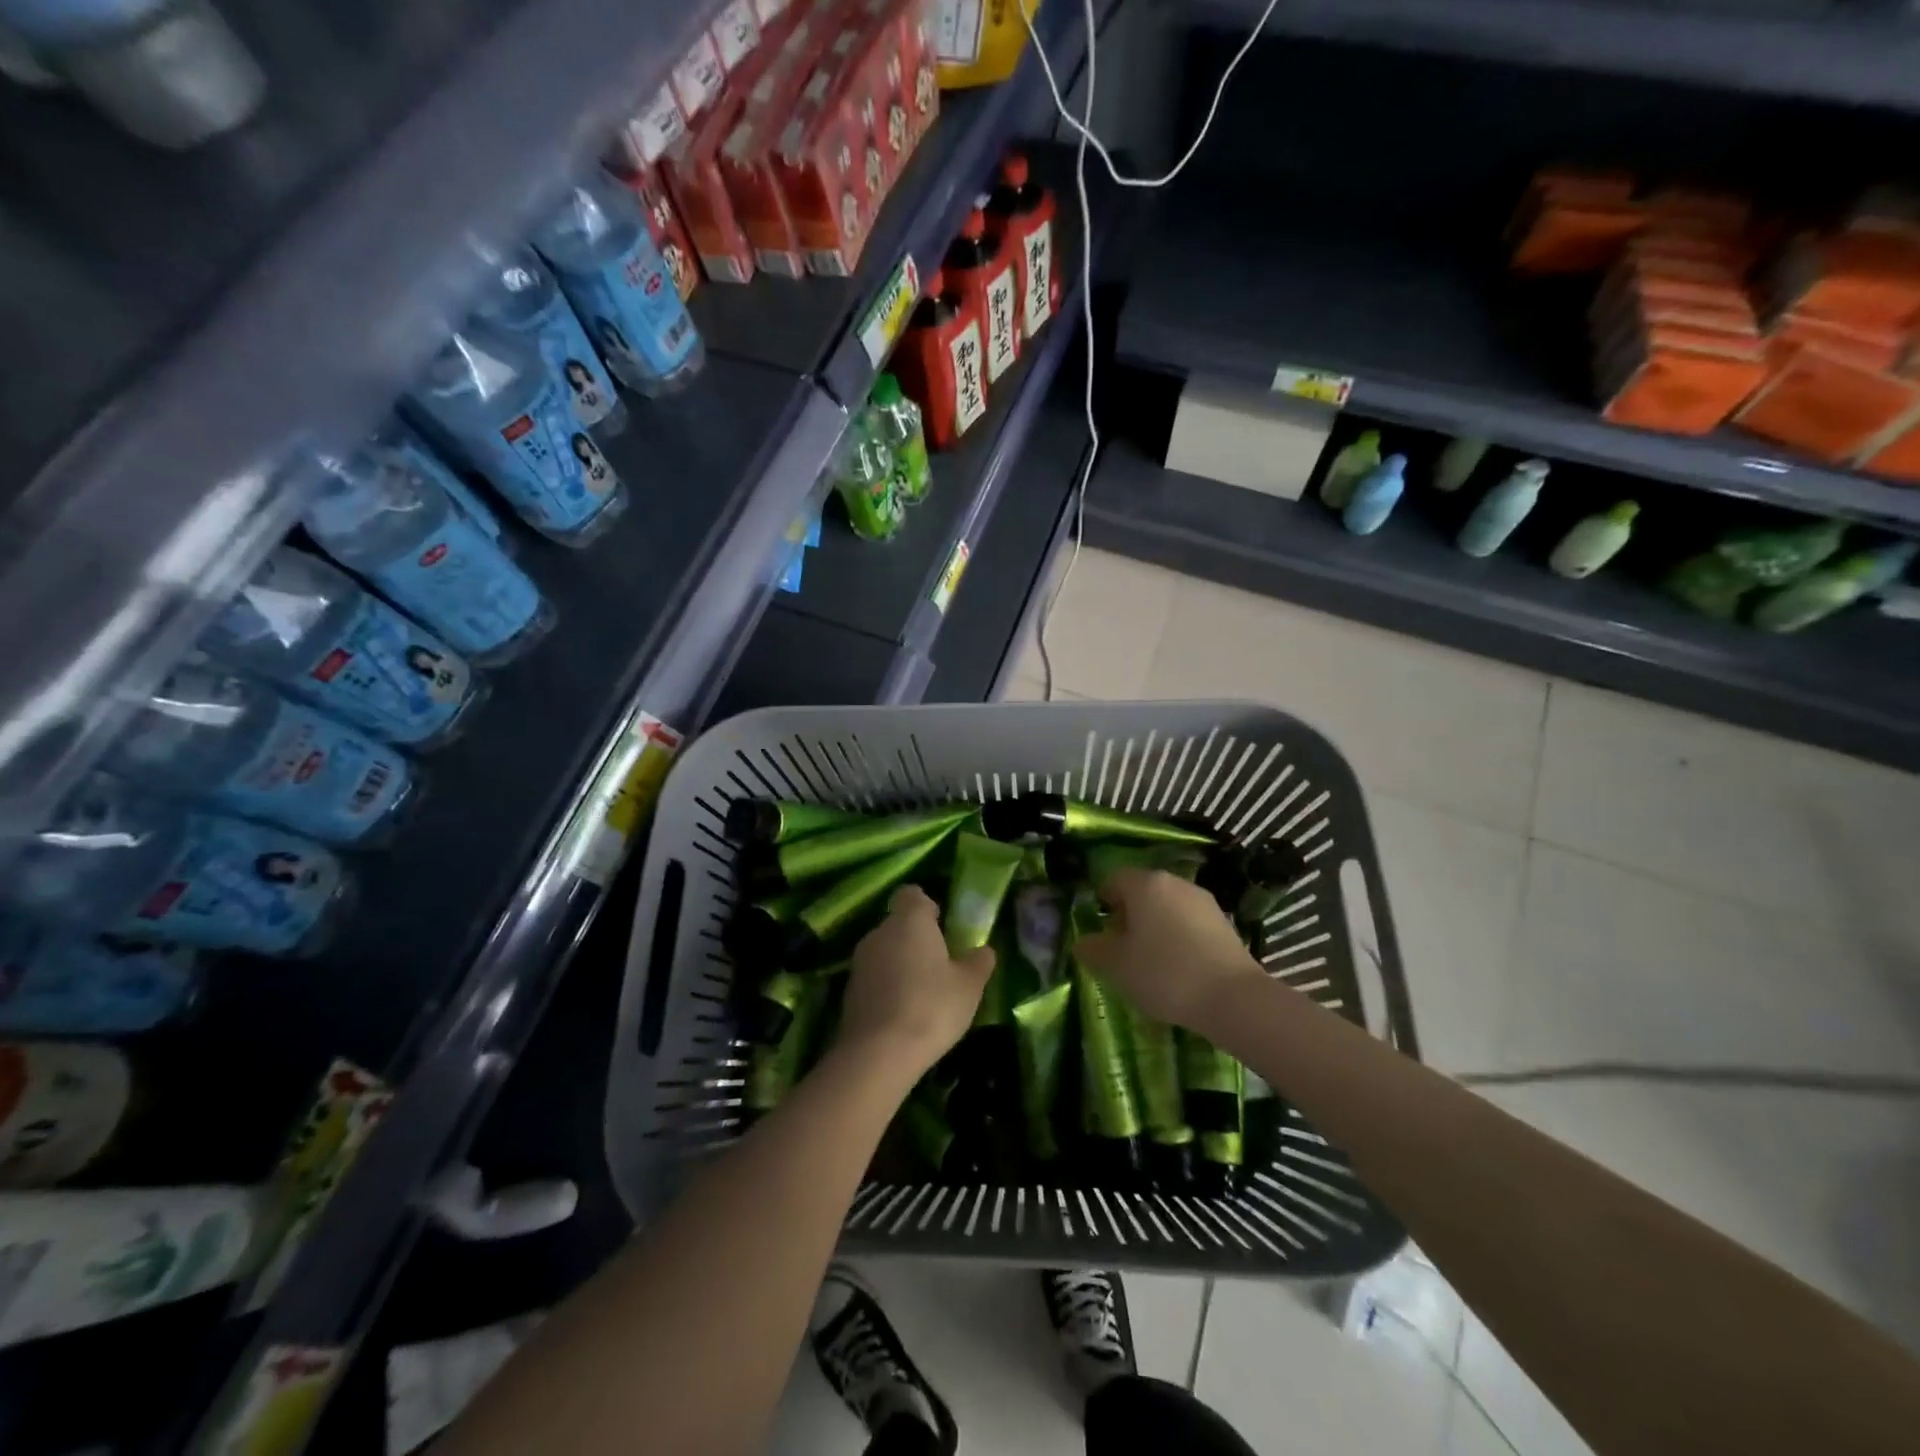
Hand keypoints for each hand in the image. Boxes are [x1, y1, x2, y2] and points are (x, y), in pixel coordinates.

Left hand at [838, 885, 993, 1077]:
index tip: (942, 926)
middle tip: (940, 964)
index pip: (912, 894)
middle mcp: (880, 932)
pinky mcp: (849, 989)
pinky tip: (903, 1012)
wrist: (878, 1053)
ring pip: (885, 950)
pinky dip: (887, 986)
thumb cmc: (931, 1007)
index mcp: (910, 920)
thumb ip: (979, 962)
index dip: (927, 906)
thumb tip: (983, 950)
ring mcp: (860, 960)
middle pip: (898, 923)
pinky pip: (874, 977)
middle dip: (916, 938)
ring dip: (900, 963)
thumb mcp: (970, 986)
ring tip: (923, 992)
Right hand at [1075, 868, 1267, 1032]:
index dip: (1102, 903)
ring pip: (1167, 908)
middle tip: (1121, 950)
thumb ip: (1092, 949)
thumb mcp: (1115, 965)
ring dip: (1154, 928)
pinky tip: (1179, 970)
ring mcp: (1203, 902)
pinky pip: (1189, 924)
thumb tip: (1083, 942)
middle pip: (1142, 892)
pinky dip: (1178, 940)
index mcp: (1145, 883)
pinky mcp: (1225, 924)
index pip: (1113, 880)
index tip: (1100, 933)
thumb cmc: (1164, 973)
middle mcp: (1175, 883)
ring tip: (1150, 964)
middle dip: (1129, 917)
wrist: (1233, 999)